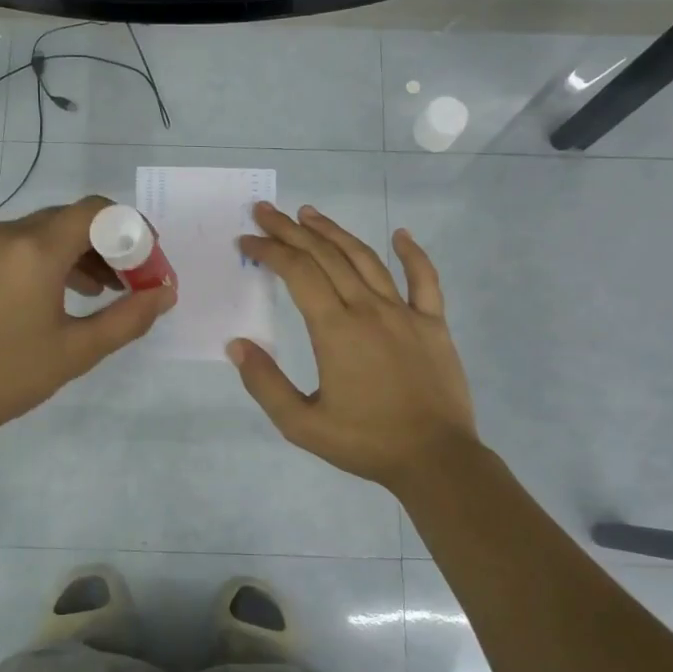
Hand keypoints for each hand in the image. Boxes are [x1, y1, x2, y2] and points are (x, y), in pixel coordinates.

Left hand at [0, 196, 175, 445]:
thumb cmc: (5, 377)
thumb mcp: (76, 351)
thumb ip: (128, 318)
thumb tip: (166, 293)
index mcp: (35, 250)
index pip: (97, 212)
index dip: (133, 228)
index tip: (153, 260)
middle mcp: (10, 234)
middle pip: (75, 218)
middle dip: (113, 243)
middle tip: (137, 279)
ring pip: (51, 230)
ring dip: (86, 252)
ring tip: (112, 290)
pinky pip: (27, 245)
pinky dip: (58, 259)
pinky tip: (73, 293)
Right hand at [231, 202, 478, 491]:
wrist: (436, 460)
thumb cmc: (365, 442)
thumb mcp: (301, 424)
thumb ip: (265, 383)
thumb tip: (236, 344)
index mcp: (335, 329)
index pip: (297, 273)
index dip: (269, 251)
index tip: (247, 240)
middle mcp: (368, 309)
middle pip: (326, 256)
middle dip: (291, 230)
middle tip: (266, 211)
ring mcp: (405, 312)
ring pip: (366, 258)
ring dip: (335, 232)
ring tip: (310, 214)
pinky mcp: (434, 323)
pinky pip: (425, 279)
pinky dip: (412, 253)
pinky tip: (400, 234)